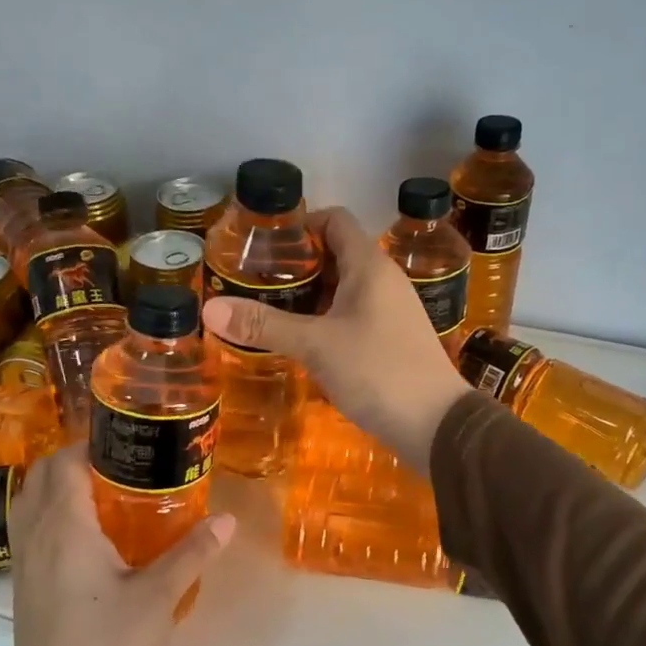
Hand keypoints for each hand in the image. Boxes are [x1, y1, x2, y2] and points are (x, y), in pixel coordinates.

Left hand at [6, 446, 235, 645]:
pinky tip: (90, 540)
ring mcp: (24, 567)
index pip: (63, 464)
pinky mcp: (25, 591)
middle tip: (120, 465)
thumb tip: (228, 520)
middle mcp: (36, 539)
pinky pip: (31, 535)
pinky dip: (52, 518)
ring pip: (30, 507)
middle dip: (73, 462)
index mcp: (65, 530)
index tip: (126, 439)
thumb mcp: (159, 598)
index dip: (89, 443)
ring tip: (105, 495)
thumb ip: (192, 553)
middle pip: (39, 479)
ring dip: (58, 490)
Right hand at [201, 207, 467, 473]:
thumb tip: (209, 309)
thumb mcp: (315, 346)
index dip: (300, 225)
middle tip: (256, 282)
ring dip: (310, 296)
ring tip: (270, 312)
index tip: (264, 245)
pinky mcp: (393, 339)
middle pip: (337, 254)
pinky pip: (354, 316)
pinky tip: (303, 342)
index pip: (335, 221)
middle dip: (297, 266)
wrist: (436, 424)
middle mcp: (385, 280)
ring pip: (344, 289)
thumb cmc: (378, 372)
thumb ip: (264, 325)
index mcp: (370, 266)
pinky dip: (326, 320)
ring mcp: (392, 311)